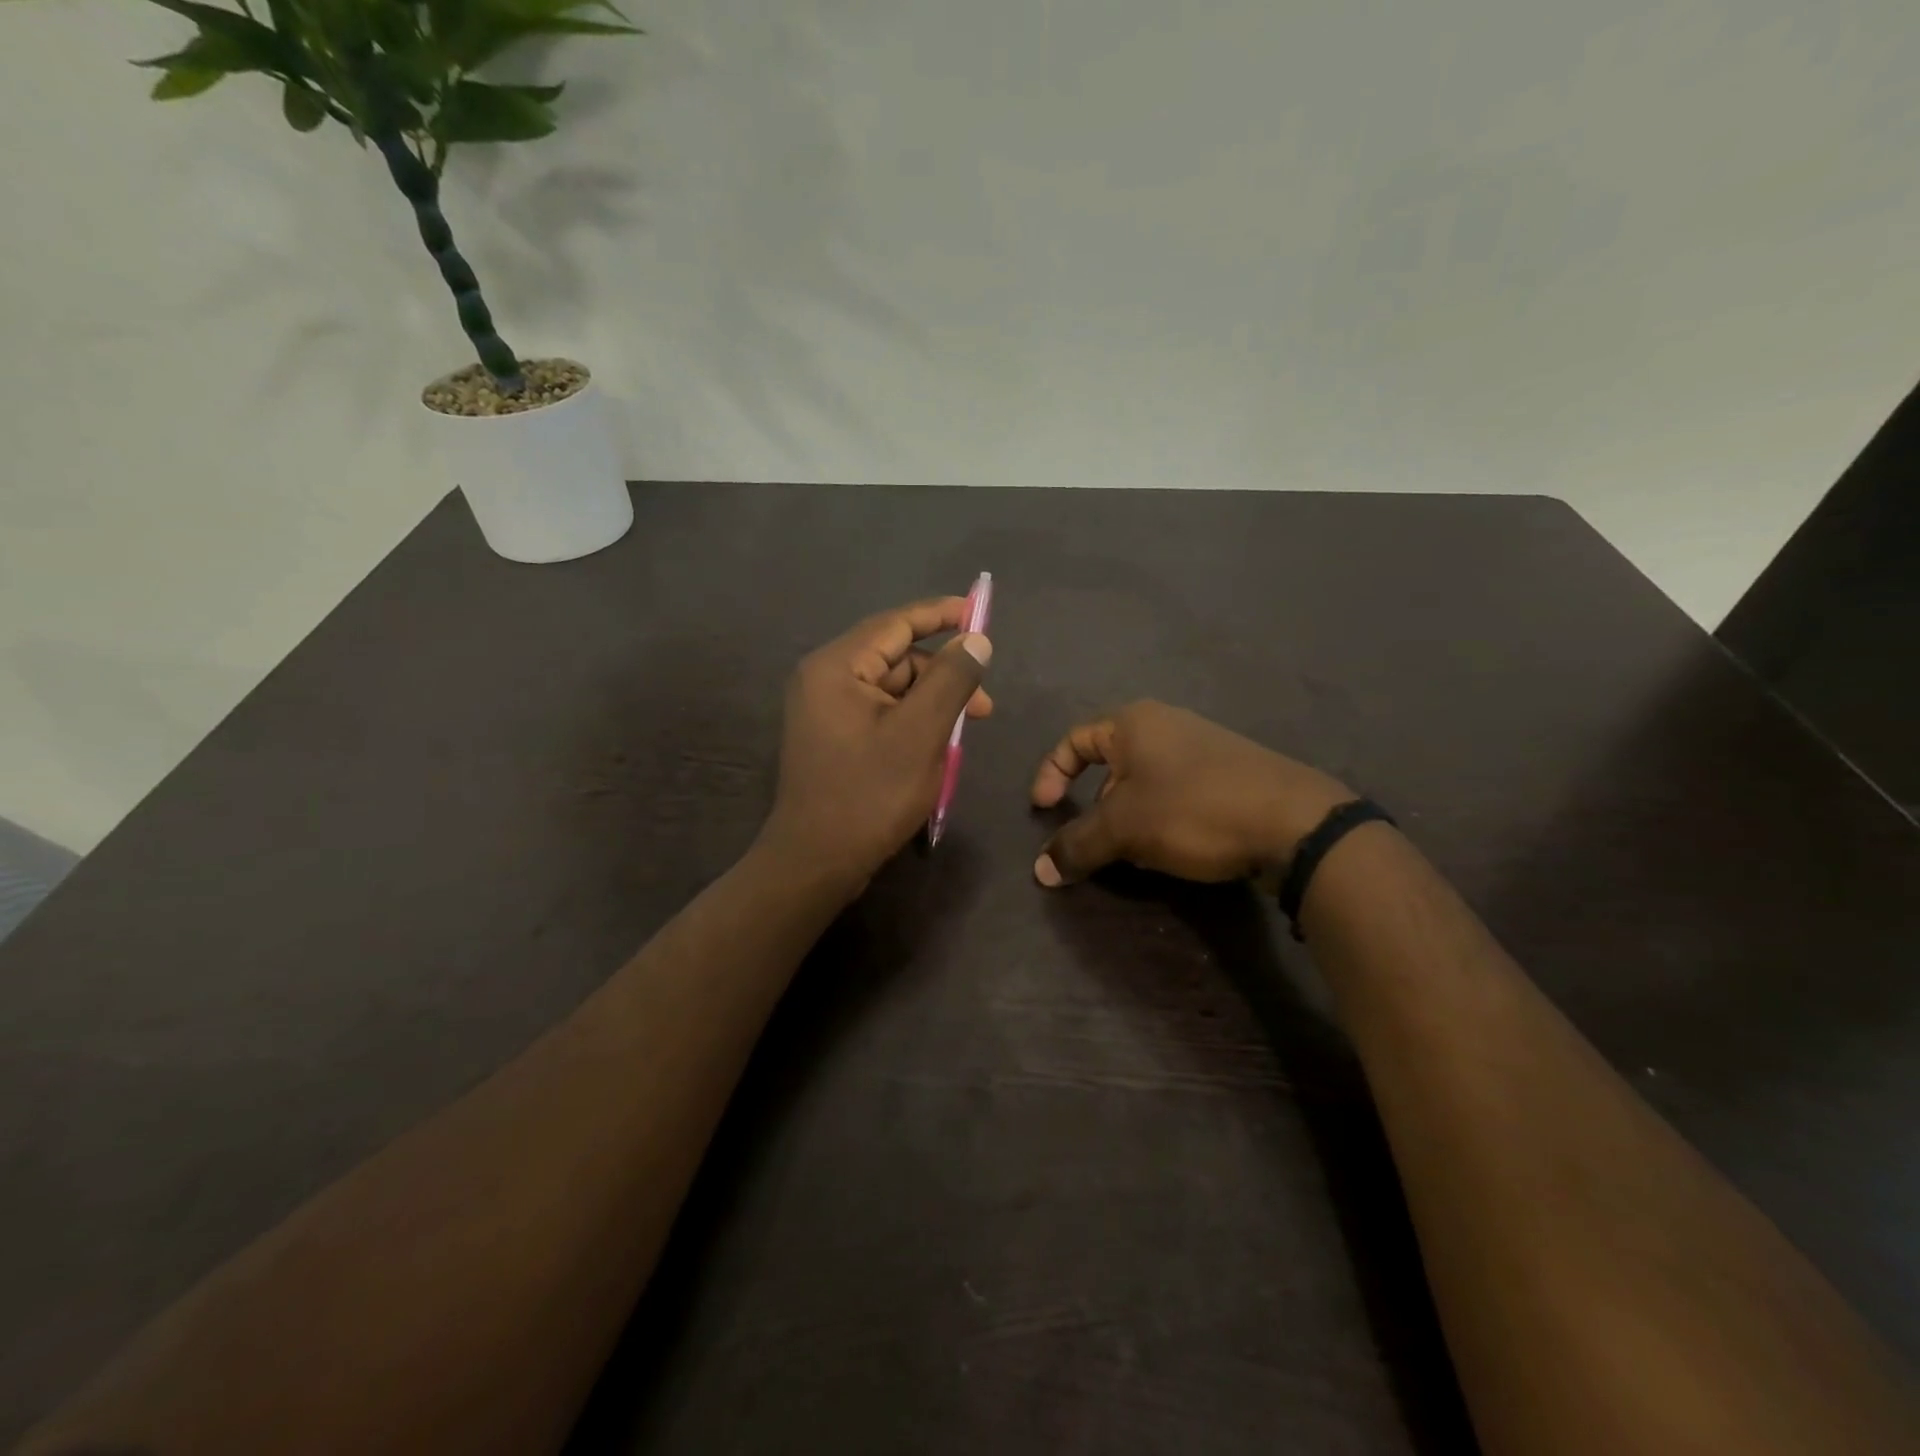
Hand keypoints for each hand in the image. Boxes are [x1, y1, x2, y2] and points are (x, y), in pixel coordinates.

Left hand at [760, 597, 992, 894]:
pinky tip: (935, 746)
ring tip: (962, 734)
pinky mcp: (833, 737)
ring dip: (930, 703)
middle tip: (982, 707)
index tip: (979, 612)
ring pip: (891, 689)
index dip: (940, 615)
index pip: (895, 624)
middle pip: (895, 658)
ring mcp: (825, 710)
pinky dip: (912, 722)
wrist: (816, 863)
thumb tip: (976, 640)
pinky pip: (880, 713)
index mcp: (836, 667)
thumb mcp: (920, 734)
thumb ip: (950, 680)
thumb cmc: (869, 795)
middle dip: (942, 675)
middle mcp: (824, 679)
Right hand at [1029, 701, 1352, 886]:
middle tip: (1097, 840)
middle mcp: (1166, 725)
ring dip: (1128, 817)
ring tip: (1136, 852)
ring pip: (1144, 782)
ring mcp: (1202, 746)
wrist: (1294, 822)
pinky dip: (1161, 818)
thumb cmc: (1193, 810)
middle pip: (1109, 763)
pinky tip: (1175, 848)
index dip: (1050, 774)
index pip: (1074, 740)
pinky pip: (1176, 791)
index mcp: (1133, 723)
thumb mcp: (1124, 829)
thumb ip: (1077, 845)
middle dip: (1095, 805)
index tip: (1045, 812)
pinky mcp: (1229, 772)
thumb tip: (1040, 871)